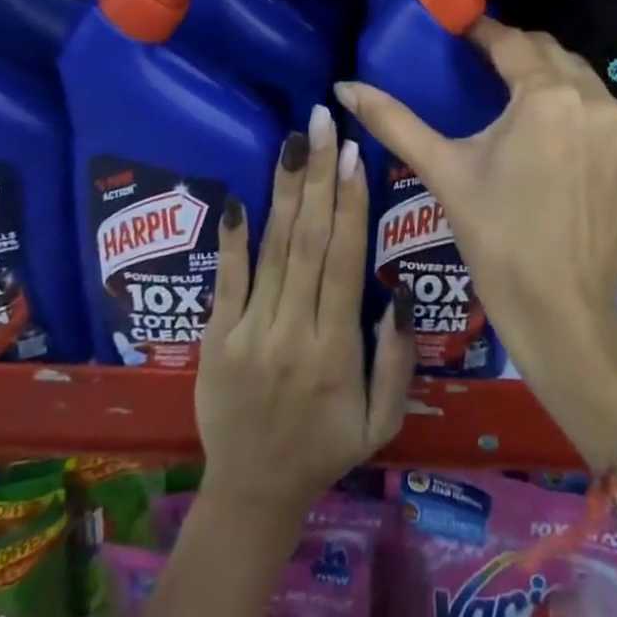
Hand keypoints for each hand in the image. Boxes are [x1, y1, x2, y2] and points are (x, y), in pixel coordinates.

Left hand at [195, 104, 415, 520]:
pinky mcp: (215, 338)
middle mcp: (293, 331)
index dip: (351, 204)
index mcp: (337, 349)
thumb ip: (398, 360)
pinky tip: (240, 197)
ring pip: (273, 249)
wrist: (251, 494)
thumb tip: (402, 293)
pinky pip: (226, 281)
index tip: (354, 153)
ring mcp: (249, 332)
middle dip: (319, 175)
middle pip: (309, 241)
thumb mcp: (382, 421)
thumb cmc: (326, 448)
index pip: (345, 261)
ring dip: (285, 190)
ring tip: (294, 140)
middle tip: (324, 123)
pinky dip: (232, 238)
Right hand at [335, 21, 616, 466]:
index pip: (511, 41)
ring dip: (552, 81)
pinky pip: (607, 118)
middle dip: (518, 52)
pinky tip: (560, 144)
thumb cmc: (497, 239)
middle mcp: (597, 101)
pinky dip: (582, 116)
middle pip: (551, 53)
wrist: (563, 314)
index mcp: (547, 96)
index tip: (461, 33)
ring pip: (584, 82)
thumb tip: (344, 86)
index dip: (482, 31)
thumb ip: (394, 121)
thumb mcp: (444, 172)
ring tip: (520, 102)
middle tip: (485, 66)